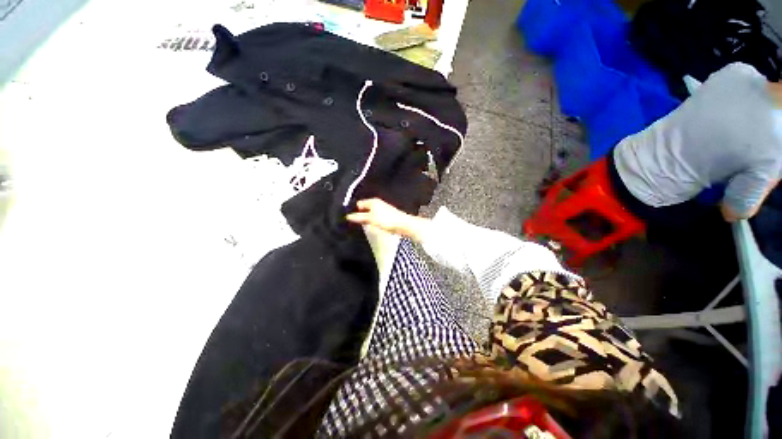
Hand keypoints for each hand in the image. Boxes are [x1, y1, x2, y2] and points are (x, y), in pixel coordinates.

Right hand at [346, 198, 429, 241]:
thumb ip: (359, 217)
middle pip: (364, 209)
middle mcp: (377, 203)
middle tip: (352, 223)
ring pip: (369, 214)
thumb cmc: (386, 219)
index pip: (358, 204)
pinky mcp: (385, 216)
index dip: (353, 210)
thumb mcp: (370, 218)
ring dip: (365, 219)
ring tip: (360, 226)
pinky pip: (375, 218)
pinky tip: (370, 227)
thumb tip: (347, 216)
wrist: (403, 224)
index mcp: (372, 201)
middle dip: (359, 215)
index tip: (347, 218)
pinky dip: (371, 221)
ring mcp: (382, 210)